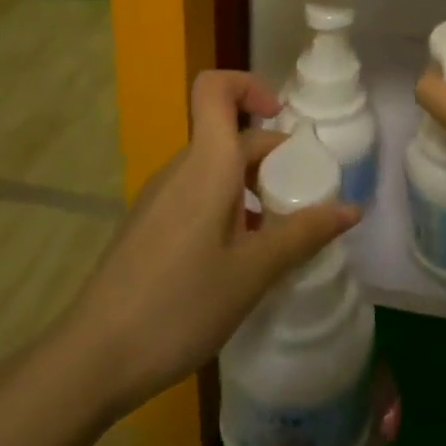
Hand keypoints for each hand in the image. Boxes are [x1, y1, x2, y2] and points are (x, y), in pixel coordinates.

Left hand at [64, 71, 358, 416]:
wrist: (93, 358)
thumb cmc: (179, 305)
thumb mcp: (252, 273)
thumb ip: (303, 234)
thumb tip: (352, 208)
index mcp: (207, 164)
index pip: (215, 88)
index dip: (250, 87)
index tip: (283, 121)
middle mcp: (181, 168)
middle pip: (229, 135)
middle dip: (272, 156)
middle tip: (305, 199)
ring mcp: (160, 196)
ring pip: (216, 168)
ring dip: (252, 186)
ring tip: (278, 234)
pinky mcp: (150, 224)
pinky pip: (198, 194)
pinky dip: (228, 207)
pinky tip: (241, 258)